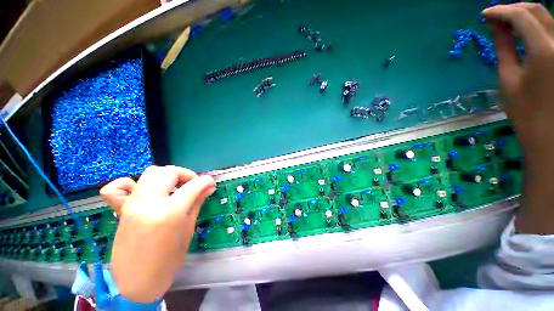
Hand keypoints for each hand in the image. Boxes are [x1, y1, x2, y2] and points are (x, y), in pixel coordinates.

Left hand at [100, 166, 215, 302]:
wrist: (137, 281)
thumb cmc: (169, 259)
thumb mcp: (188, 229)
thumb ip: (197, 202)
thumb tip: (209, 186)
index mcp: (170, 212)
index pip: (193, 185)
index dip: (206, 181)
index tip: (211, 183)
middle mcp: (148, 203)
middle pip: (169, 172)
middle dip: (186, 174)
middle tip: (193, 184)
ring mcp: (132, 204)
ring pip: (150, 173)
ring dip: (167, 175)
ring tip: (175, 187)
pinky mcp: (121, 209)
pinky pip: (116, 187)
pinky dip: (128, 183)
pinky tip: (141, 191)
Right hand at [484, 3, 553, 233]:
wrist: (551, 135)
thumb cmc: (526, 111)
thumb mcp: (508, 79)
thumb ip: (503, 48)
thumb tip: (494, 25)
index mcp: (544, 50)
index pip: (519, 16)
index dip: (500, 11)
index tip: (484, 15)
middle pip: (536, 10)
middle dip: (514, 9)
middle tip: (497, 18)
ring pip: (547, 16)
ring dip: (527, 15)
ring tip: (511, 23)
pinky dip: (539, 25)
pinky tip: (528, 32)